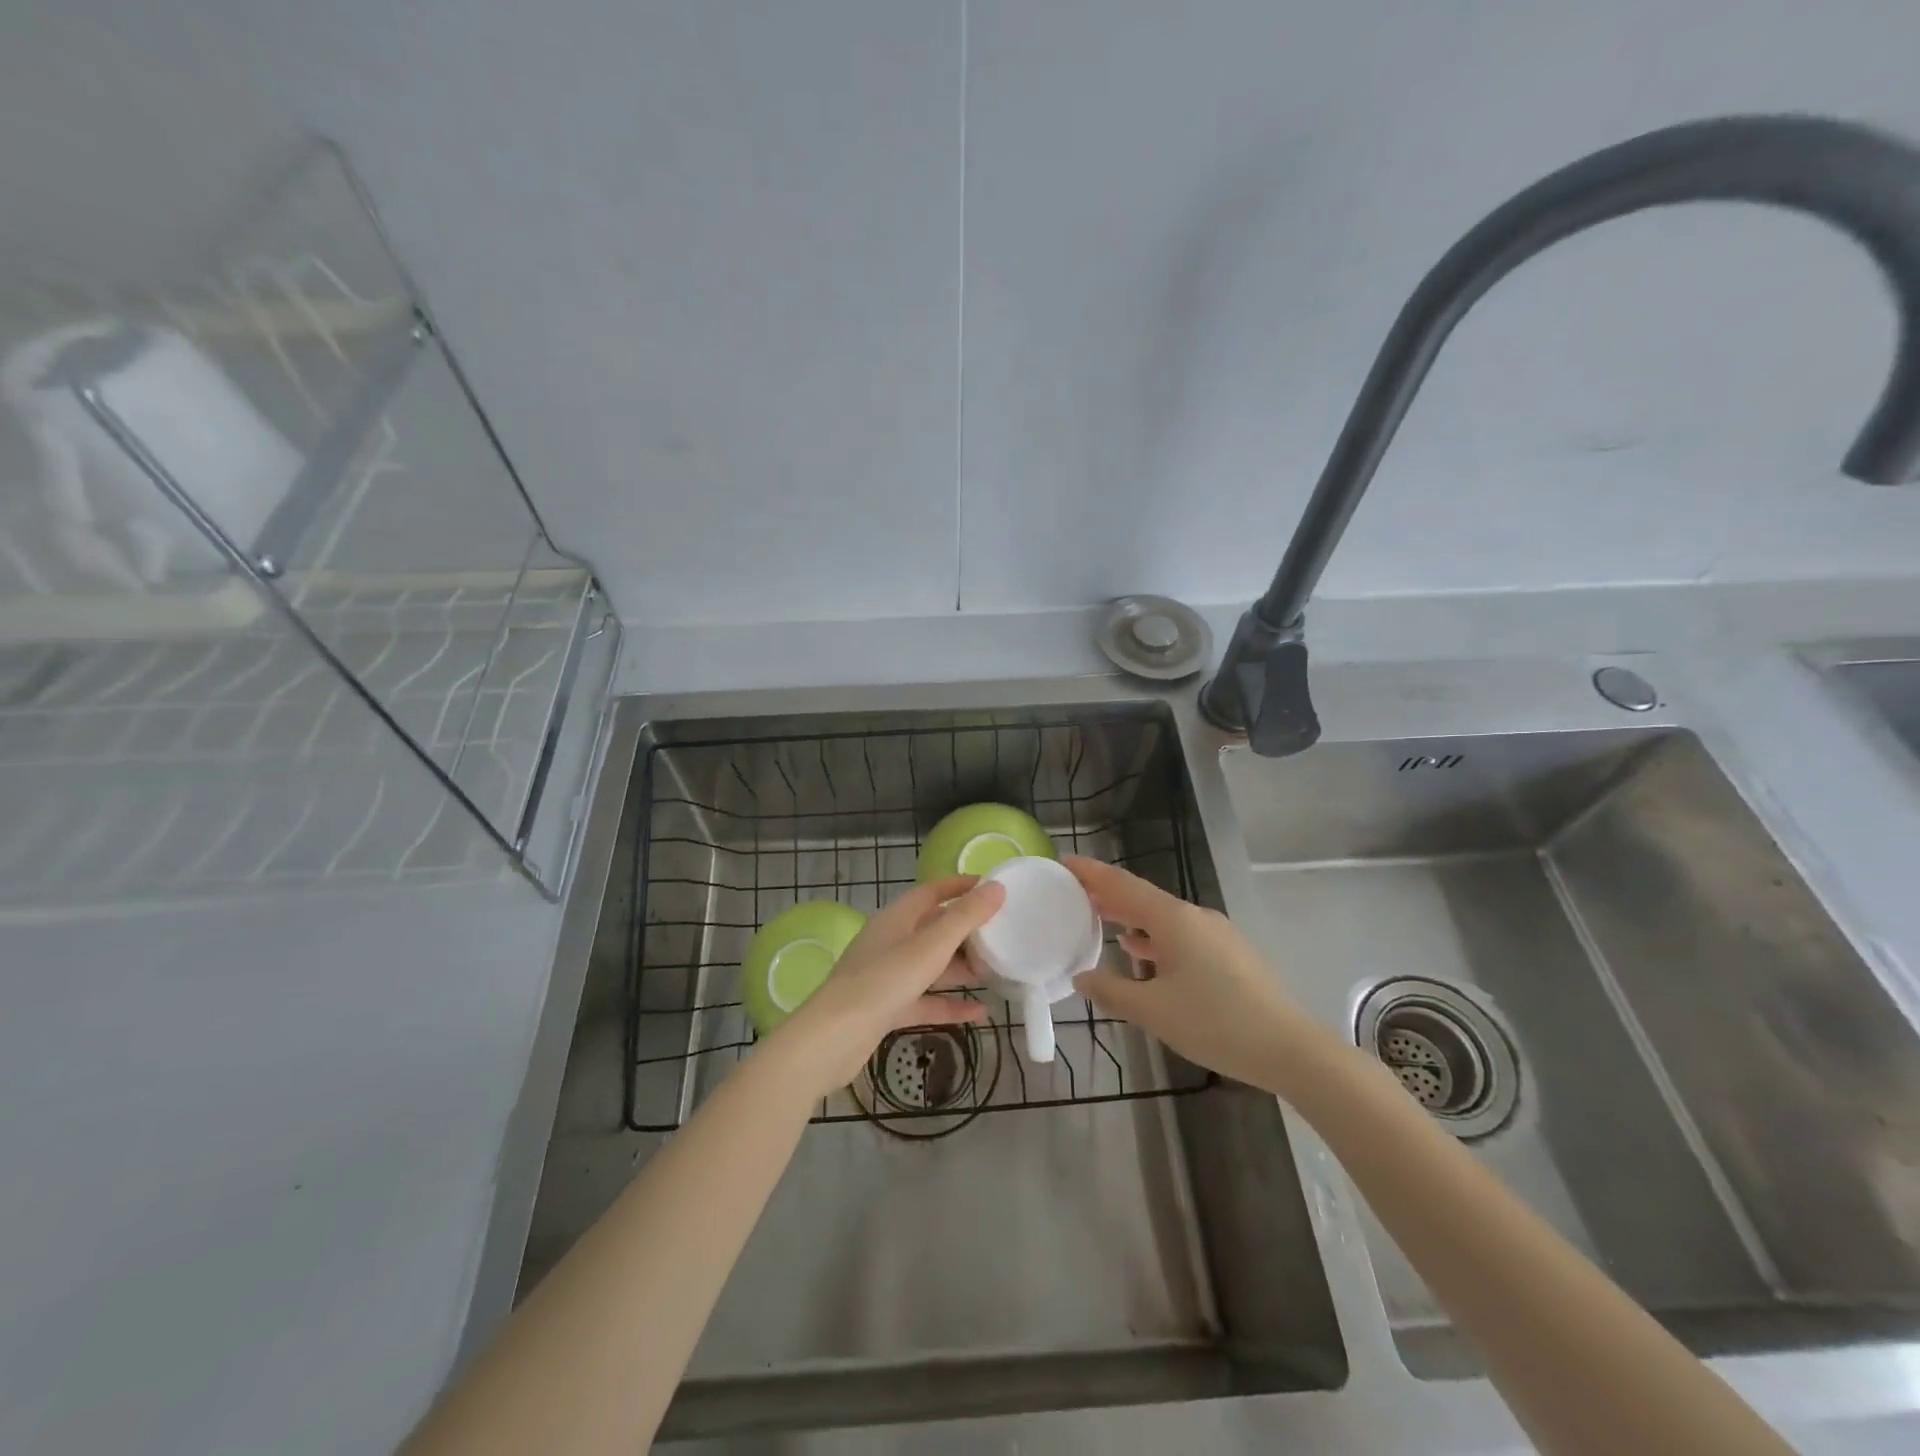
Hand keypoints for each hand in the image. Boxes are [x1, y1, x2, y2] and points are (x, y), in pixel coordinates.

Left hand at [768, 876, 1005, 1095]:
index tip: (992, 888)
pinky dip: (948, 1004)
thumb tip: (996, 887)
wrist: (832, 1039)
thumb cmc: (882, 982)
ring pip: (930, 966)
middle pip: (932, 929)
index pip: (932, 892)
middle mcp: (890, 942)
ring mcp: (886, 977)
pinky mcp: (886, 1009)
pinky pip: (924, 1000)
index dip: (960, 887)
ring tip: (995, 973)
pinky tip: (979, 1013)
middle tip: (1001, 936)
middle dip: (965, 932)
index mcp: (896, 919)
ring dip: (959, 969)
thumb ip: (964, 918)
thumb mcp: (930, 947)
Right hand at [1065, 856, 1319, 1094]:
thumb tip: (1081, 977)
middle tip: (1072, 892)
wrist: (1290, 1048)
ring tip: (1099, 920)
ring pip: (1162, 917)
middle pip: (1142, 897)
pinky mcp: (1229, 953)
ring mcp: (1216, 933)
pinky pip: (1180, 934)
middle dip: (1107, 894)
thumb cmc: (1216, 1023)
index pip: (1122, 885)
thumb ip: (1113, 990)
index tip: (1063, 862)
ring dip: (1129, 917)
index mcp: (1174, 920)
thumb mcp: (1154, 1011)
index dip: (1091, 873)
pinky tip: (1142, 953)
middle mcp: (1195, 917)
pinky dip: (1153, 937)